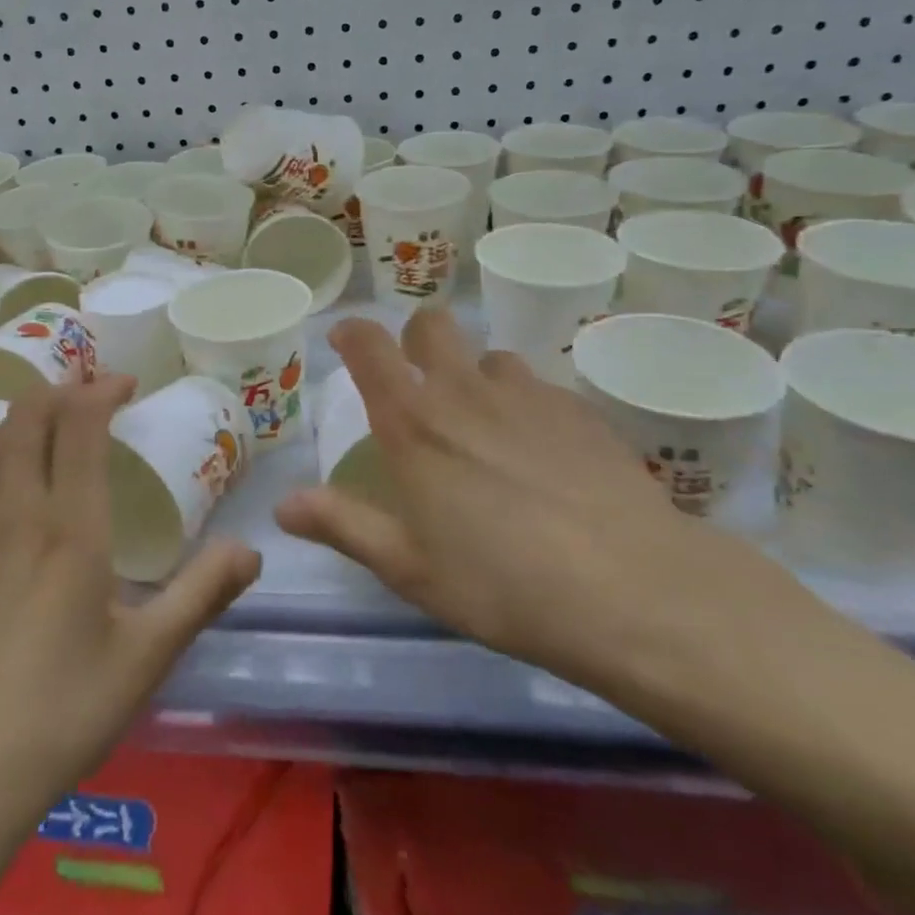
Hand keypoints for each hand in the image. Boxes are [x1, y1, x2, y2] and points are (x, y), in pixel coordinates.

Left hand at [0, 375, 262, 821]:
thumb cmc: (59, 714)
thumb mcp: (147, 657)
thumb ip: (202, 594)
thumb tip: (251, 549)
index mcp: (68, 527)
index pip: (77, 424)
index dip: (100, 390)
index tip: (127, 384)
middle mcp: (12, 514)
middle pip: (25, 417)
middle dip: (60, 391)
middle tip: (93, 396)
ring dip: (23, 420)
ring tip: (53, 430)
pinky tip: (14, 496)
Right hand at [277, 309, 735, 685]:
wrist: (630, 589)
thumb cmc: (500, 582)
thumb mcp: (408, 567)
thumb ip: (343, 525)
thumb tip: (283, 505)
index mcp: (412, 421)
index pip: (369, 345)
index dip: (351, 333)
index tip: (345, 343)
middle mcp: (464, 390)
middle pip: (432, 324)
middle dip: (415, 339)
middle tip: (417, 383)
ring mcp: (527, 394)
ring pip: (489, 356)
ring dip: (474, 377)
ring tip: (484, 427)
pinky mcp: (579, 410)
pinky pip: (538, 388)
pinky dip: (524, 405)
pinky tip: (542, 454)